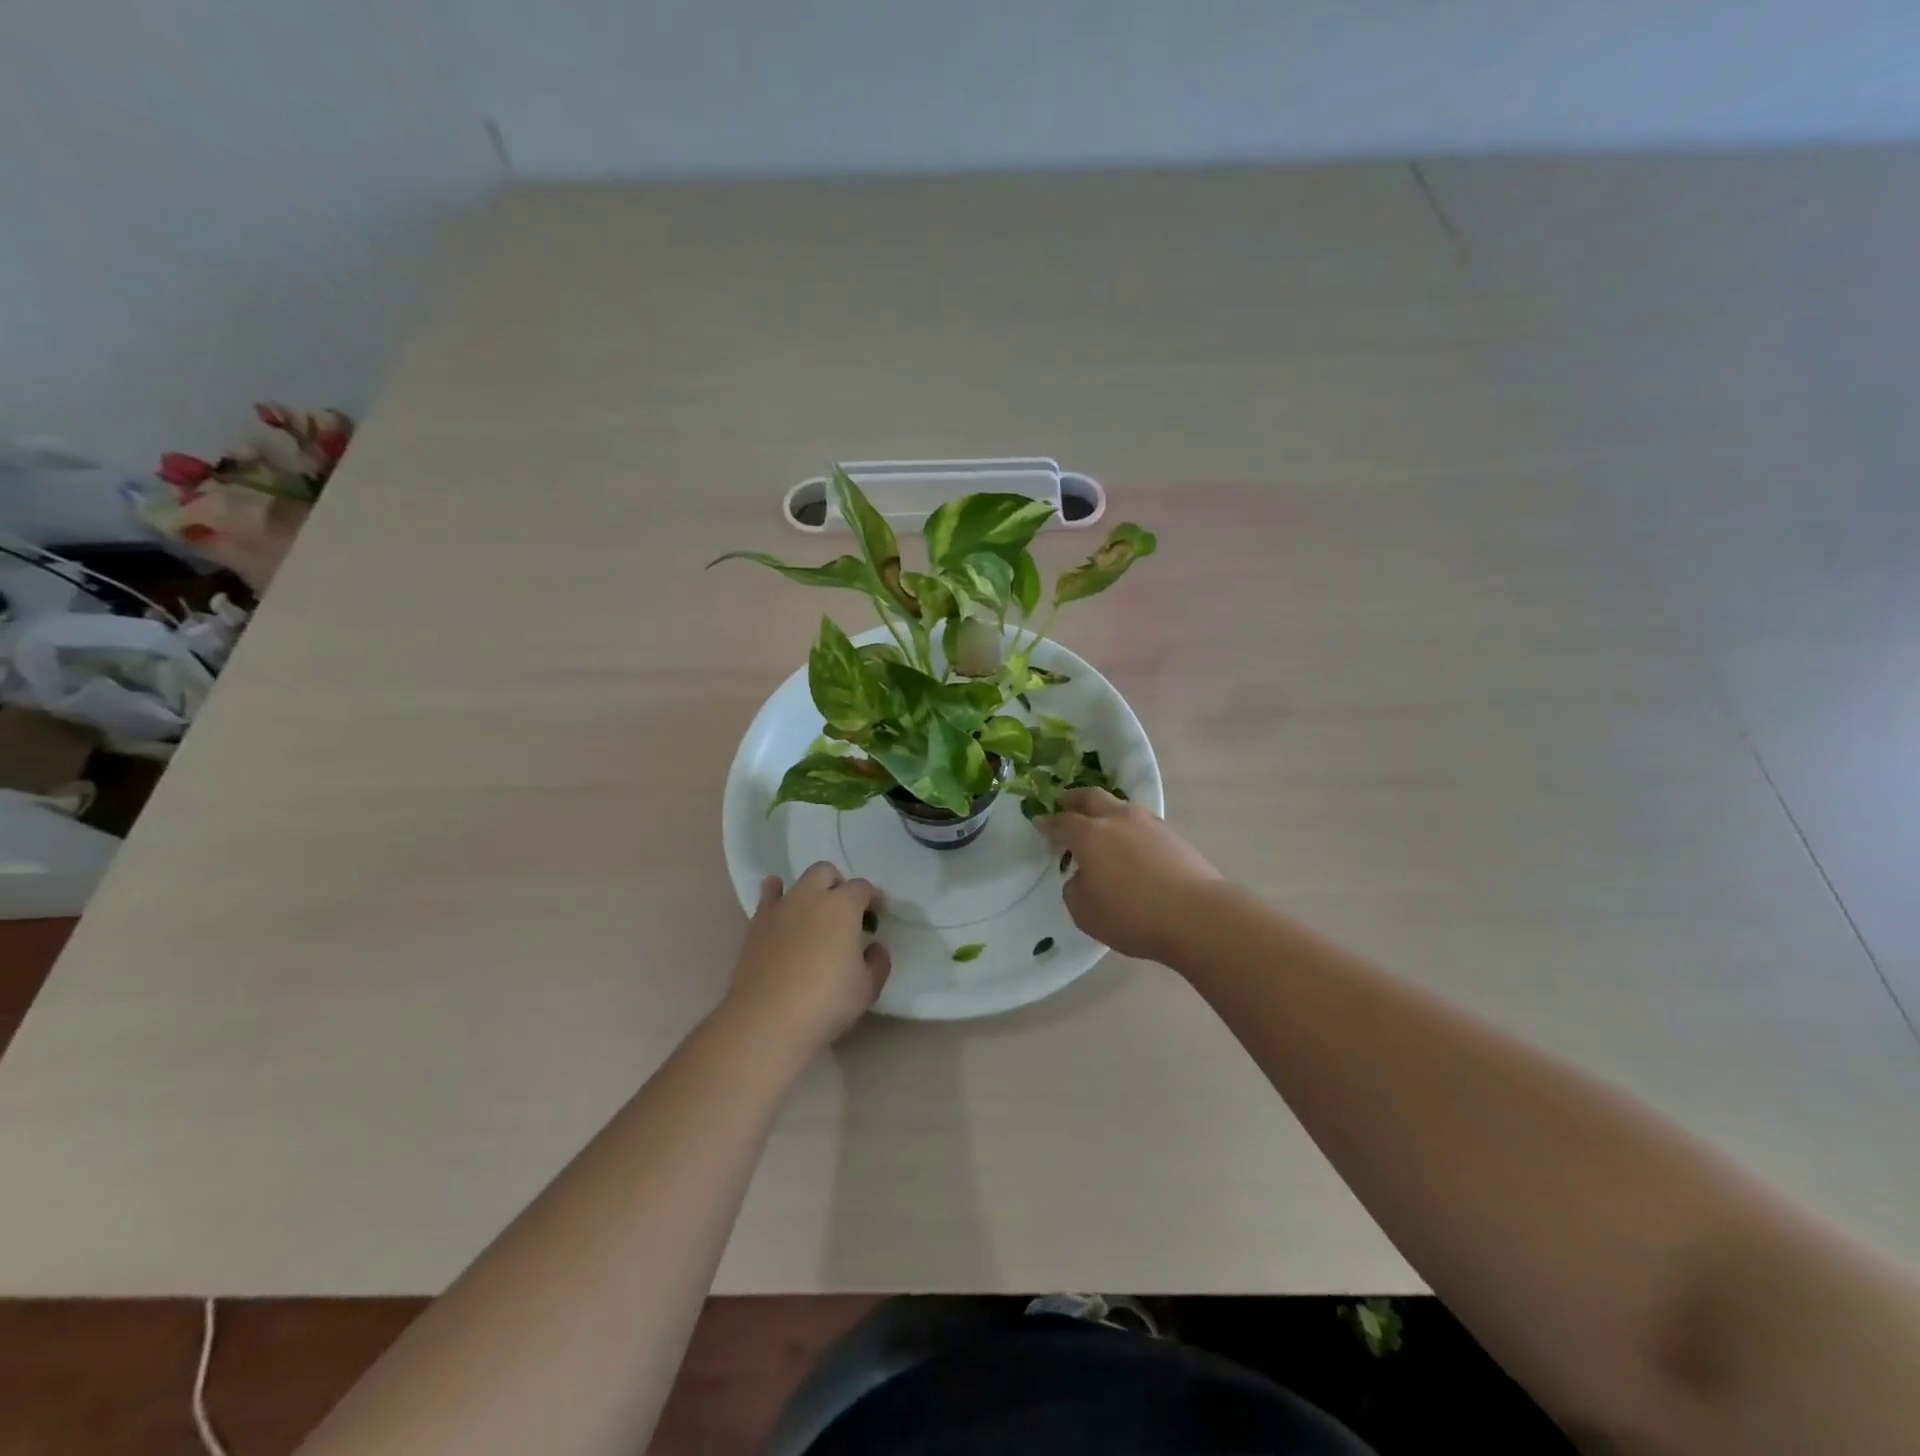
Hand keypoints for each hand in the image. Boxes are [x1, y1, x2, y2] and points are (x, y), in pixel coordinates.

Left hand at [724, 863, 890, 1057]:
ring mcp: (780, 908)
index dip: (873, 898)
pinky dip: (776, 896)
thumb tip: (873, 947)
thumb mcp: (868, 988)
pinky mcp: (756, 924)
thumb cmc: (826, 1002)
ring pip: (796, 882)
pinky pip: (768, 898)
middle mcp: (811, 897)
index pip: (862, 888)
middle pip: (826, 873)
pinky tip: (781, 908)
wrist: (767, 1019)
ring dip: (809, 891)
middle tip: (844, 911)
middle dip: (838, 885)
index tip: (877, 914)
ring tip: (813, 912)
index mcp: (843, 906)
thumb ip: (878, 962)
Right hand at [1037, 789, 1224, 963]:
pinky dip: (1128, 827)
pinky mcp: (1172, 836)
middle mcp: (1117, 819)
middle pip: (1091, 798)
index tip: (1039, 822)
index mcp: (1089, 834)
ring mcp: (1148, 823)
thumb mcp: (1085, 912)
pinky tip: (1129, 842)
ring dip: (1105, 810)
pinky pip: (1140, 822)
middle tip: (1065, 804)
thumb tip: (1084, 876)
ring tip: (1100, 823)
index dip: (1048, 823)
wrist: (1197, 915)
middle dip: (1074, 799)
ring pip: (1120, 806)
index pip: (1062, 822)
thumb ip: (1075, 888)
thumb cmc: (1132, 915)